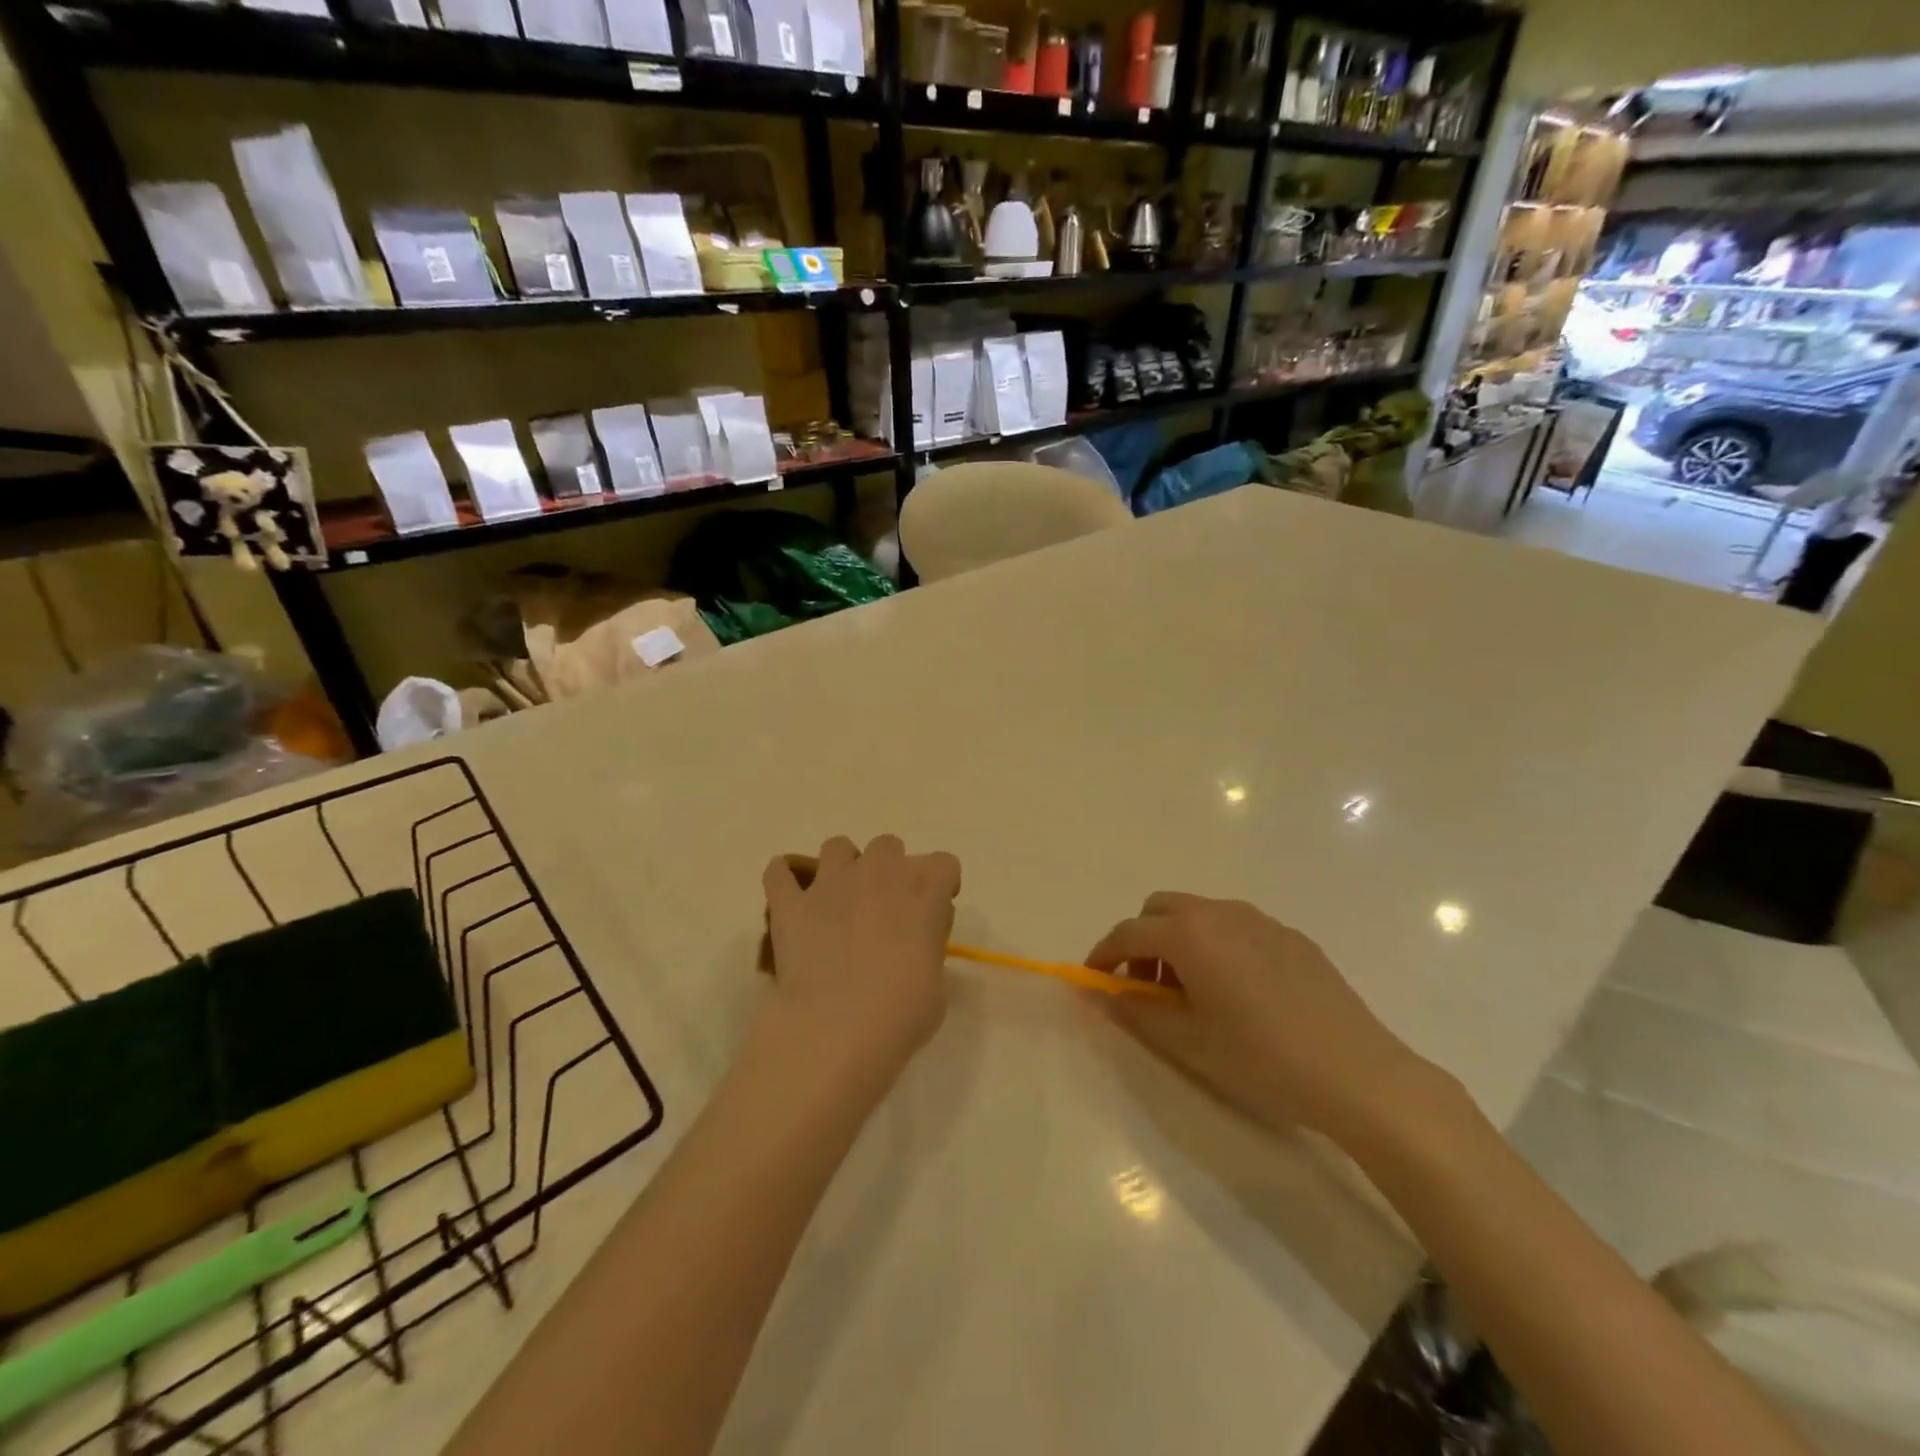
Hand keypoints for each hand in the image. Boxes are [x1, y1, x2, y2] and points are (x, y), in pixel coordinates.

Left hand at [762, 836, 961, 1079]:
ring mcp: (831, 882)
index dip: (941, 885)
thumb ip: (929, 947)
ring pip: (837, 846)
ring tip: (839, 900)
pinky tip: (790, 897)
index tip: (934, 911)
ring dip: (842, 866)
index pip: (944, 863)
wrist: (838, 1028)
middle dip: (889, 869)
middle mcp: (880, 872)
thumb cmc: (901, 1013)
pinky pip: (779, 872)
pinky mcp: (791, 903)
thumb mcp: (937, 983)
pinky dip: (784, 879)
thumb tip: (916, 941)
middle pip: (889, 845)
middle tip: (885, 908)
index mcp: (924, 890)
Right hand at [1086, 892, 1442, 1146]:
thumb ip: (1134, 1009)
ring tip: (1192, 992)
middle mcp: (1220, 913)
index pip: (1128, 932)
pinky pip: (1236, 927)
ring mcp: (1261, 920)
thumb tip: (1096, 991)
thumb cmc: (1262, 1059)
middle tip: (1146, 987)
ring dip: (1179, 940)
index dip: (1104, 955)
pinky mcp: (1291, 936)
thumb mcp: (1187, 1040)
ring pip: (1200, 914)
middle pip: (1161, 909)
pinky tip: (1239, 993)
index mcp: (1189, 934)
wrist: (1359, 1074)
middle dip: (1142, 941)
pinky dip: (1216, 945)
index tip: (1096, 981)